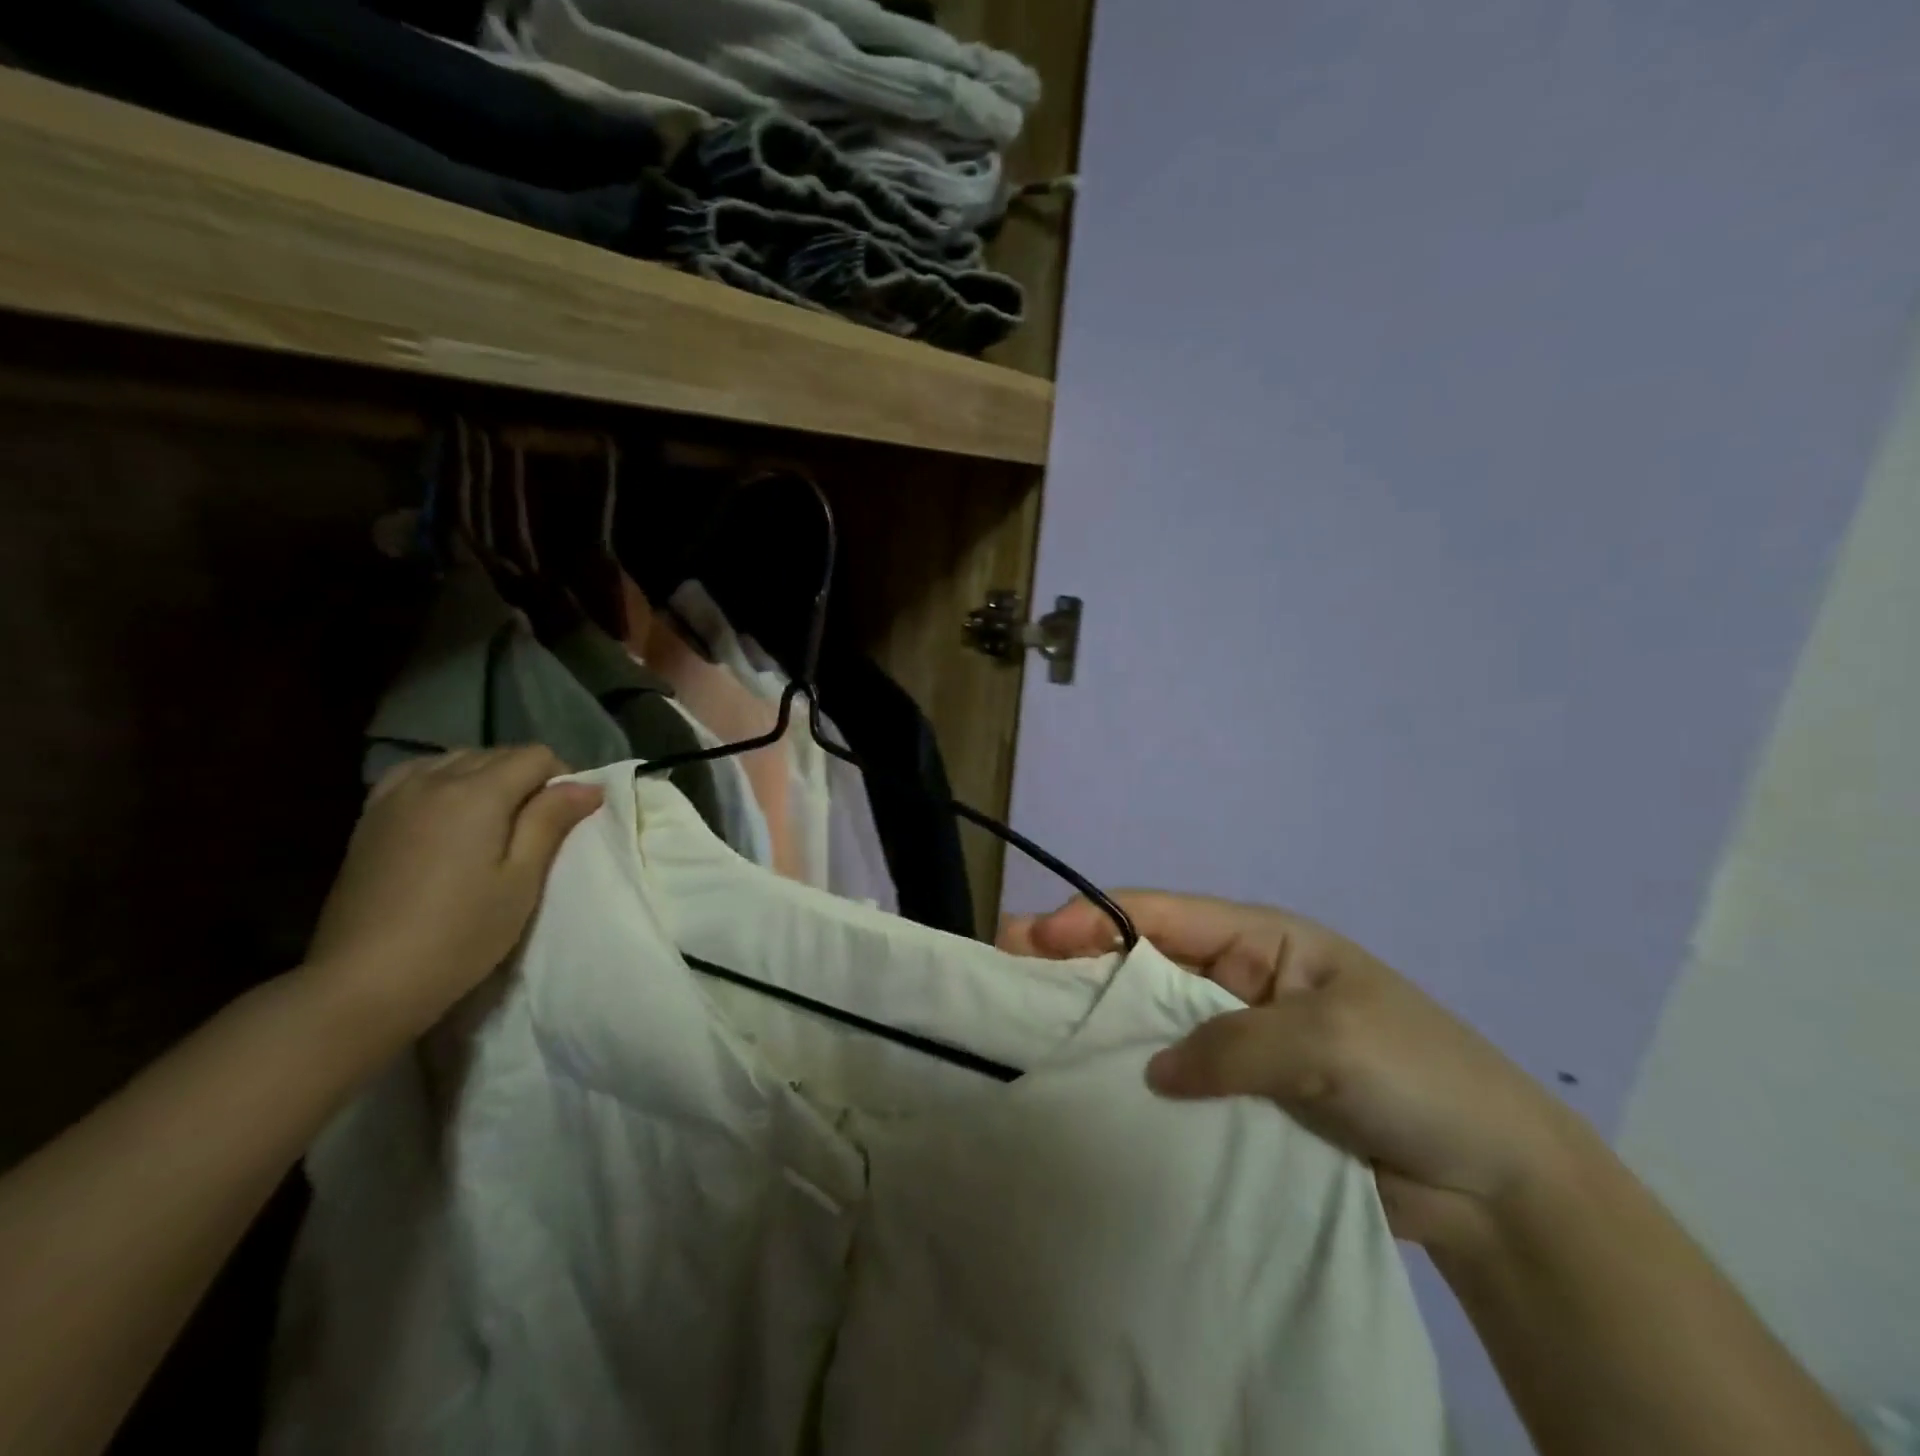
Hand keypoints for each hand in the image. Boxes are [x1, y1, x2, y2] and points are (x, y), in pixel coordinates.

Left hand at [303, 747, 603, 1041]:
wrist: (364, 981)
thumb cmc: (460, 933)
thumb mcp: (522, 880)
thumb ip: (550, 822)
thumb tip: (587, 785)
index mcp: (477, 793)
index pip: (535, 756)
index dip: (562, 778)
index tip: (567, 817)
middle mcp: (434, 780)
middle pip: (497, 754)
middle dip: (527, 777)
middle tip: (538, 825)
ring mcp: (395, 796)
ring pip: (457, 760)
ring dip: (487, 777)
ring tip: (495, 820)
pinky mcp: (370, 818)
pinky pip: (417, 774)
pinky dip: (444, 780)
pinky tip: (449, 811)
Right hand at [1001, 891, 1594, 1251]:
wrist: (1497, 1186)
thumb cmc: (1419, 1077)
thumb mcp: (1329, 1044)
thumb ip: (1234, 1046)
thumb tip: (1155, 1072)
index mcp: (1262, 941)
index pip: (1162, 915)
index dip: (1094, 919)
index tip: (1034, 937)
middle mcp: (1237, 982)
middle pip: (1143, 962)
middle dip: (1077, 961)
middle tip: (1007, 972)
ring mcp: (1235, 1042)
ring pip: (1151, 1022)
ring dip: (1098, 1022)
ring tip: (1030, 1032)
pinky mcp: (1239, 1100)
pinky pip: (1174, 1081)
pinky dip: (1133, 1081)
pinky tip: (1090, 1093)